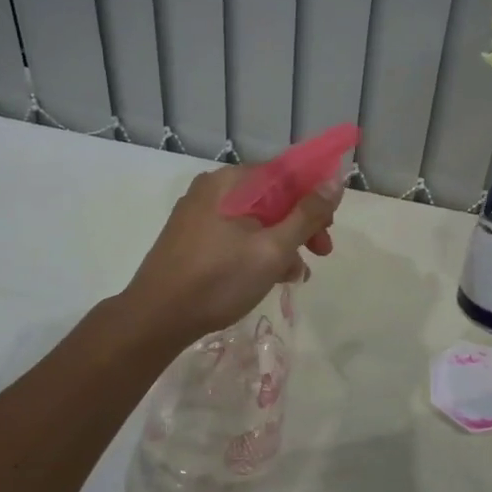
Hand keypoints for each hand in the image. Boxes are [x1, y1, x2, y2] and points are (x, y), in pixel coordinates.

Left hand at [121, 165, 339, 346]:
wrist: (155, 319)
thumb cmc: (219, 280)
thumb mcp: (272, 249)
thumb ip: (307, 214)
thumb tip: (336, 179)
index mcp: (231, 182)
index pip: (286, 172)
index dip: (315, 194)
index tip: (331, 225)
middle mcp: (214, 189)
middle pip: (272, 196)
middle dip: (302, 223)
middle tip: (321, 252)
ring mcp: (200, 214)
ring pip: (256, 218)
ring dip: (283, 242)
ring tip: (296, 275)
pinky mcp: (193, 238)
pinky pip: (237, 234)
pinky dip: (258, 250)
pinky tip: (272, 277)